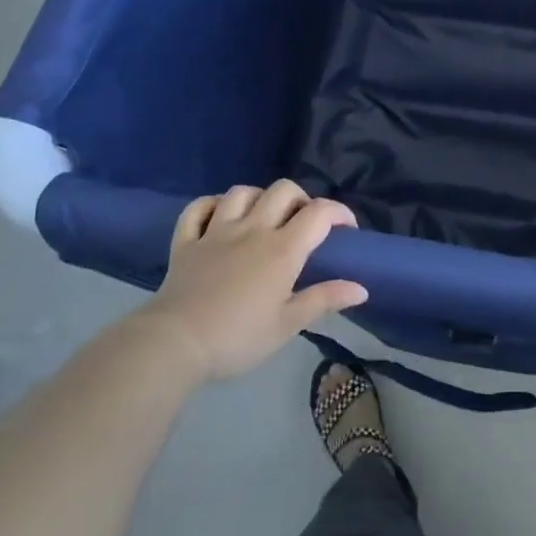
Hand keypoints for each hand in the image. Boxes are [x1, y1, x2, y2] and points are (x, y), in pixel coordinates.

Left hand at [140, 180, 366, 382]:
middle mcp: (252, 229)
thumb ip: (323, 300)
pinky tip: (219, 216)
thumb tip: (361, 289)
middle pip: (283, 190)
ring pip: (242, 192)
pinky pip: (198, 208)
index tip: (347, 229)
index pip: (319, 213)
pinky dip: (212, 205)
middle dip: (301, 199)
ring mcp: (216, 231)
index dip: (339, 212)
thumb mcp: (287, 326)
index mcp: (282, 249)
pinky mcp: (186, 241)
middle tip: (304, 223)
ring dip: (259, 198)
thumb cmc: (238, 338)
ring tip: (264, 217)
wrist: (174, 344)